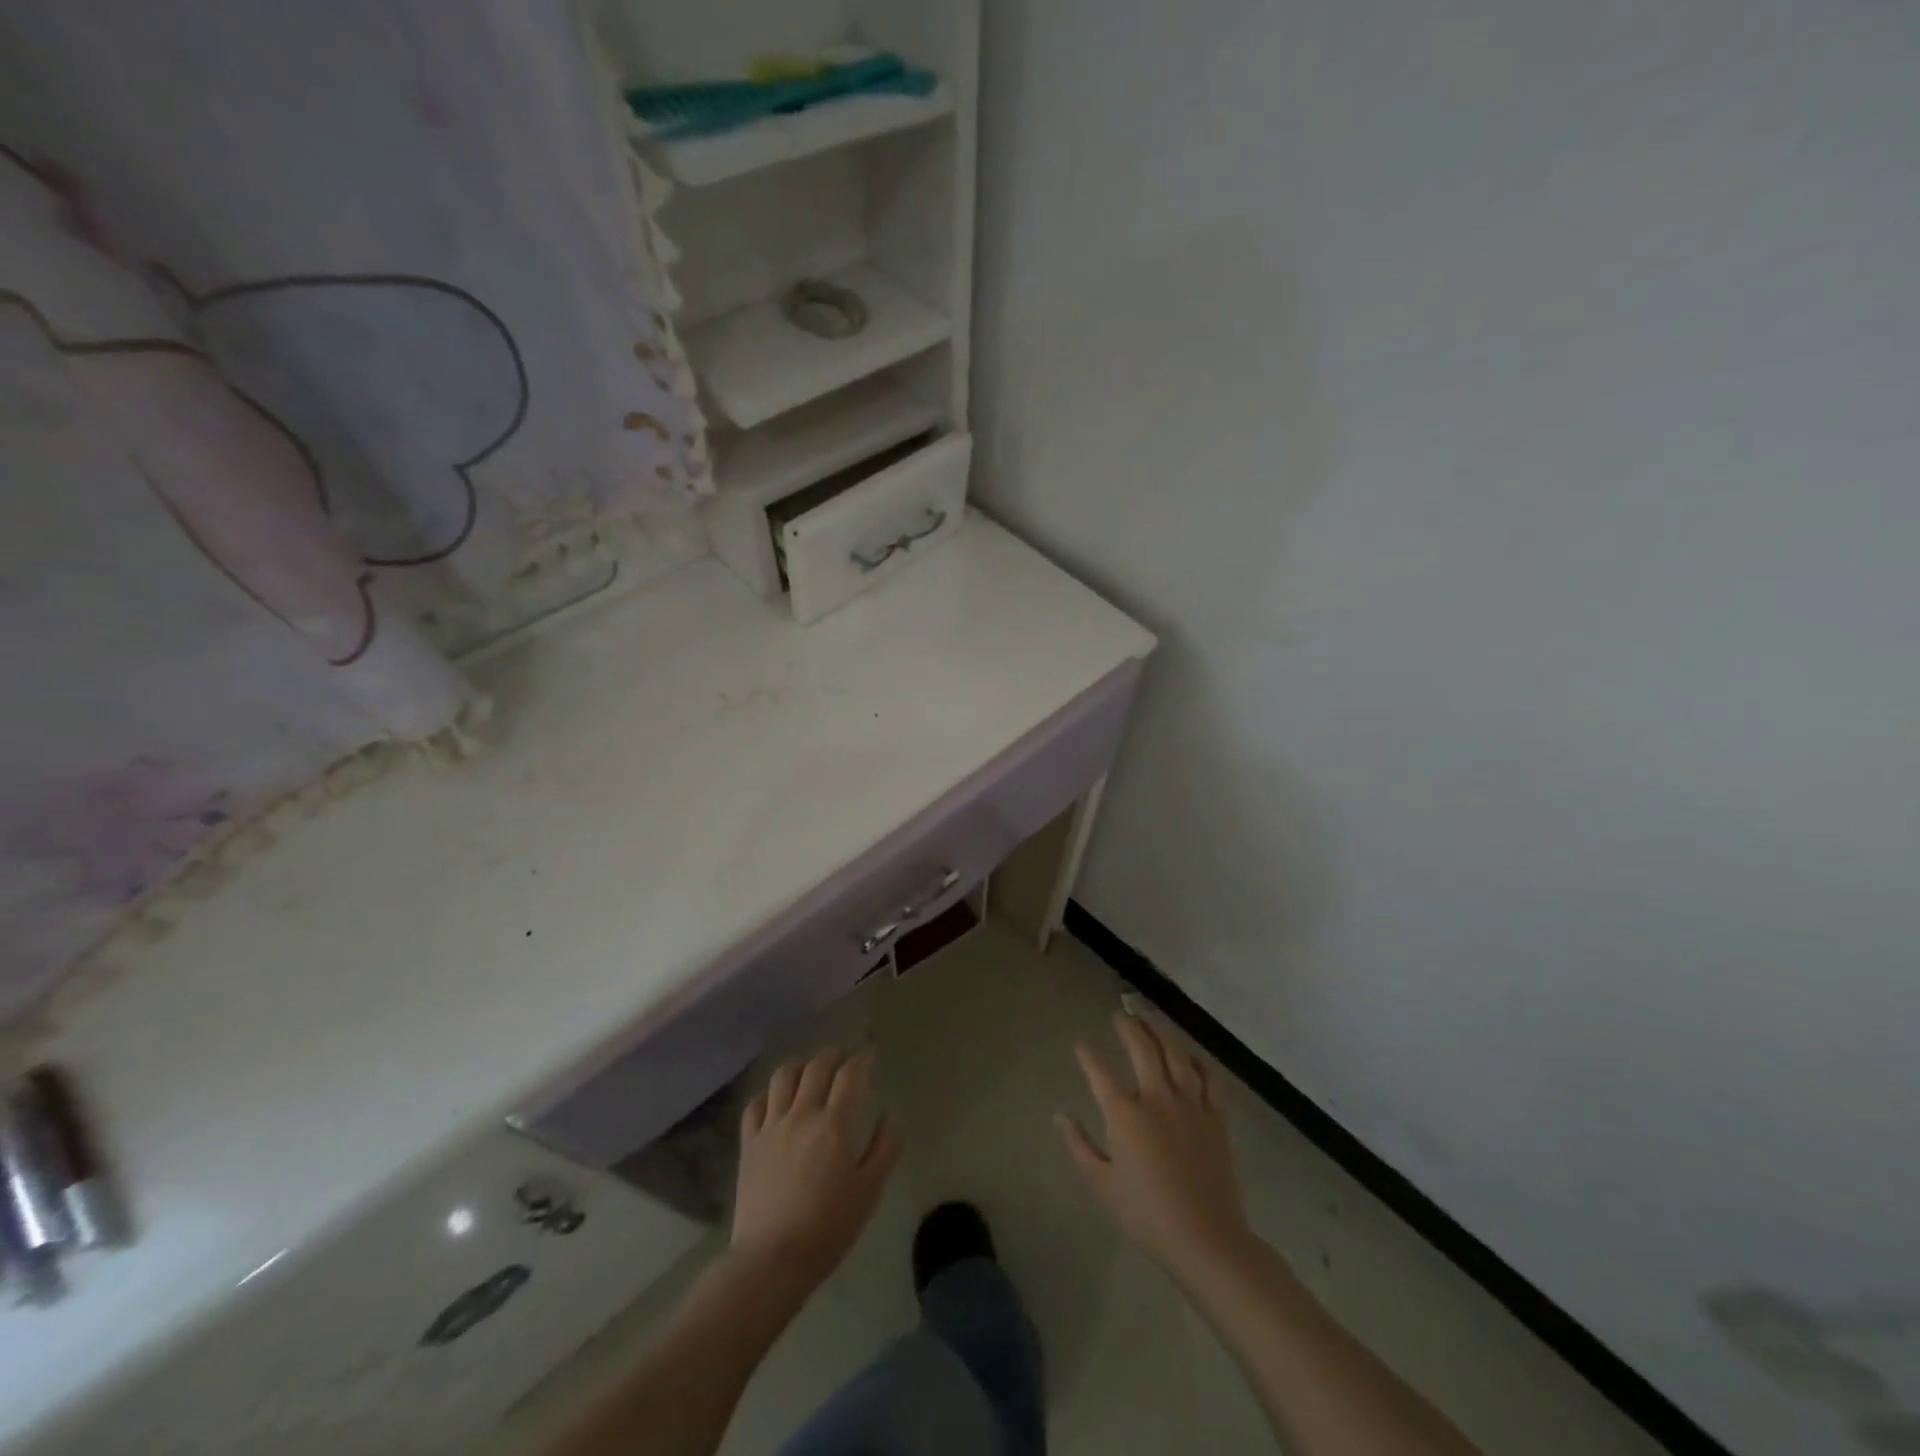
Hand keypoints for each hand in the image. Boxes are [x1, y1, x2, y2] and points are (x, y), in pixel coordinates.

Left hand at [731, 1049, 901, 1289]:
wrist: (772, 1260)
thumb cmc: (828, 1228)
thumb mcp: (869, 1191)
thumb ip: (885, 1148)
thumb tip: (891, 1115)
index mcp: (835, 1124)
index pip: (851, 1074)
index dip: (862, 1058)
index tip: (870, 1054)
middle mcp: (802, 1114)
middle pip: (817, 1066)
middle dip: (834, 1055)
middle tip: (844, 1059)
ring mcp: (771, 1126)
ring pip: (783, 1076)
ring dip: (801, 1066)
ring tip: (810, 1072)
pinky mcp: (749, 1143)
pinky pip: (755, 1104)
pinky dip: (769, 1093)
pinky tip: (777, 1100)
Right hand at [1058, 1014, 1251, 1274]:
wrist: (1207, 1239)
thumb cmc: (1147, 1215)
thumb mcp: (1102, 1185)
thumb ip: (1079, 1145)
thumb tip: (1060, 1115)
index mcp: (1125, 1115)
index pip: (1099, 1073)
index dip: (1087, 1056)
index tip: (1080, 1044)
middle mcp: (1157, 1099)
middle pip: (1142, 1049)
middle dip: (1129, 1027)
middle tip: (1121, 1014)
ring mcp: (1190, 1104)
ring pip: (1176, 1054)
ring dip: (1161, 1032)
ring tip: (1150, 1019)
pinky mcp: (1215, 1116)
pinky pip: (1208, 1077)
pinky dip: (1196, 1060)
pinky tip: (1188, 1055)